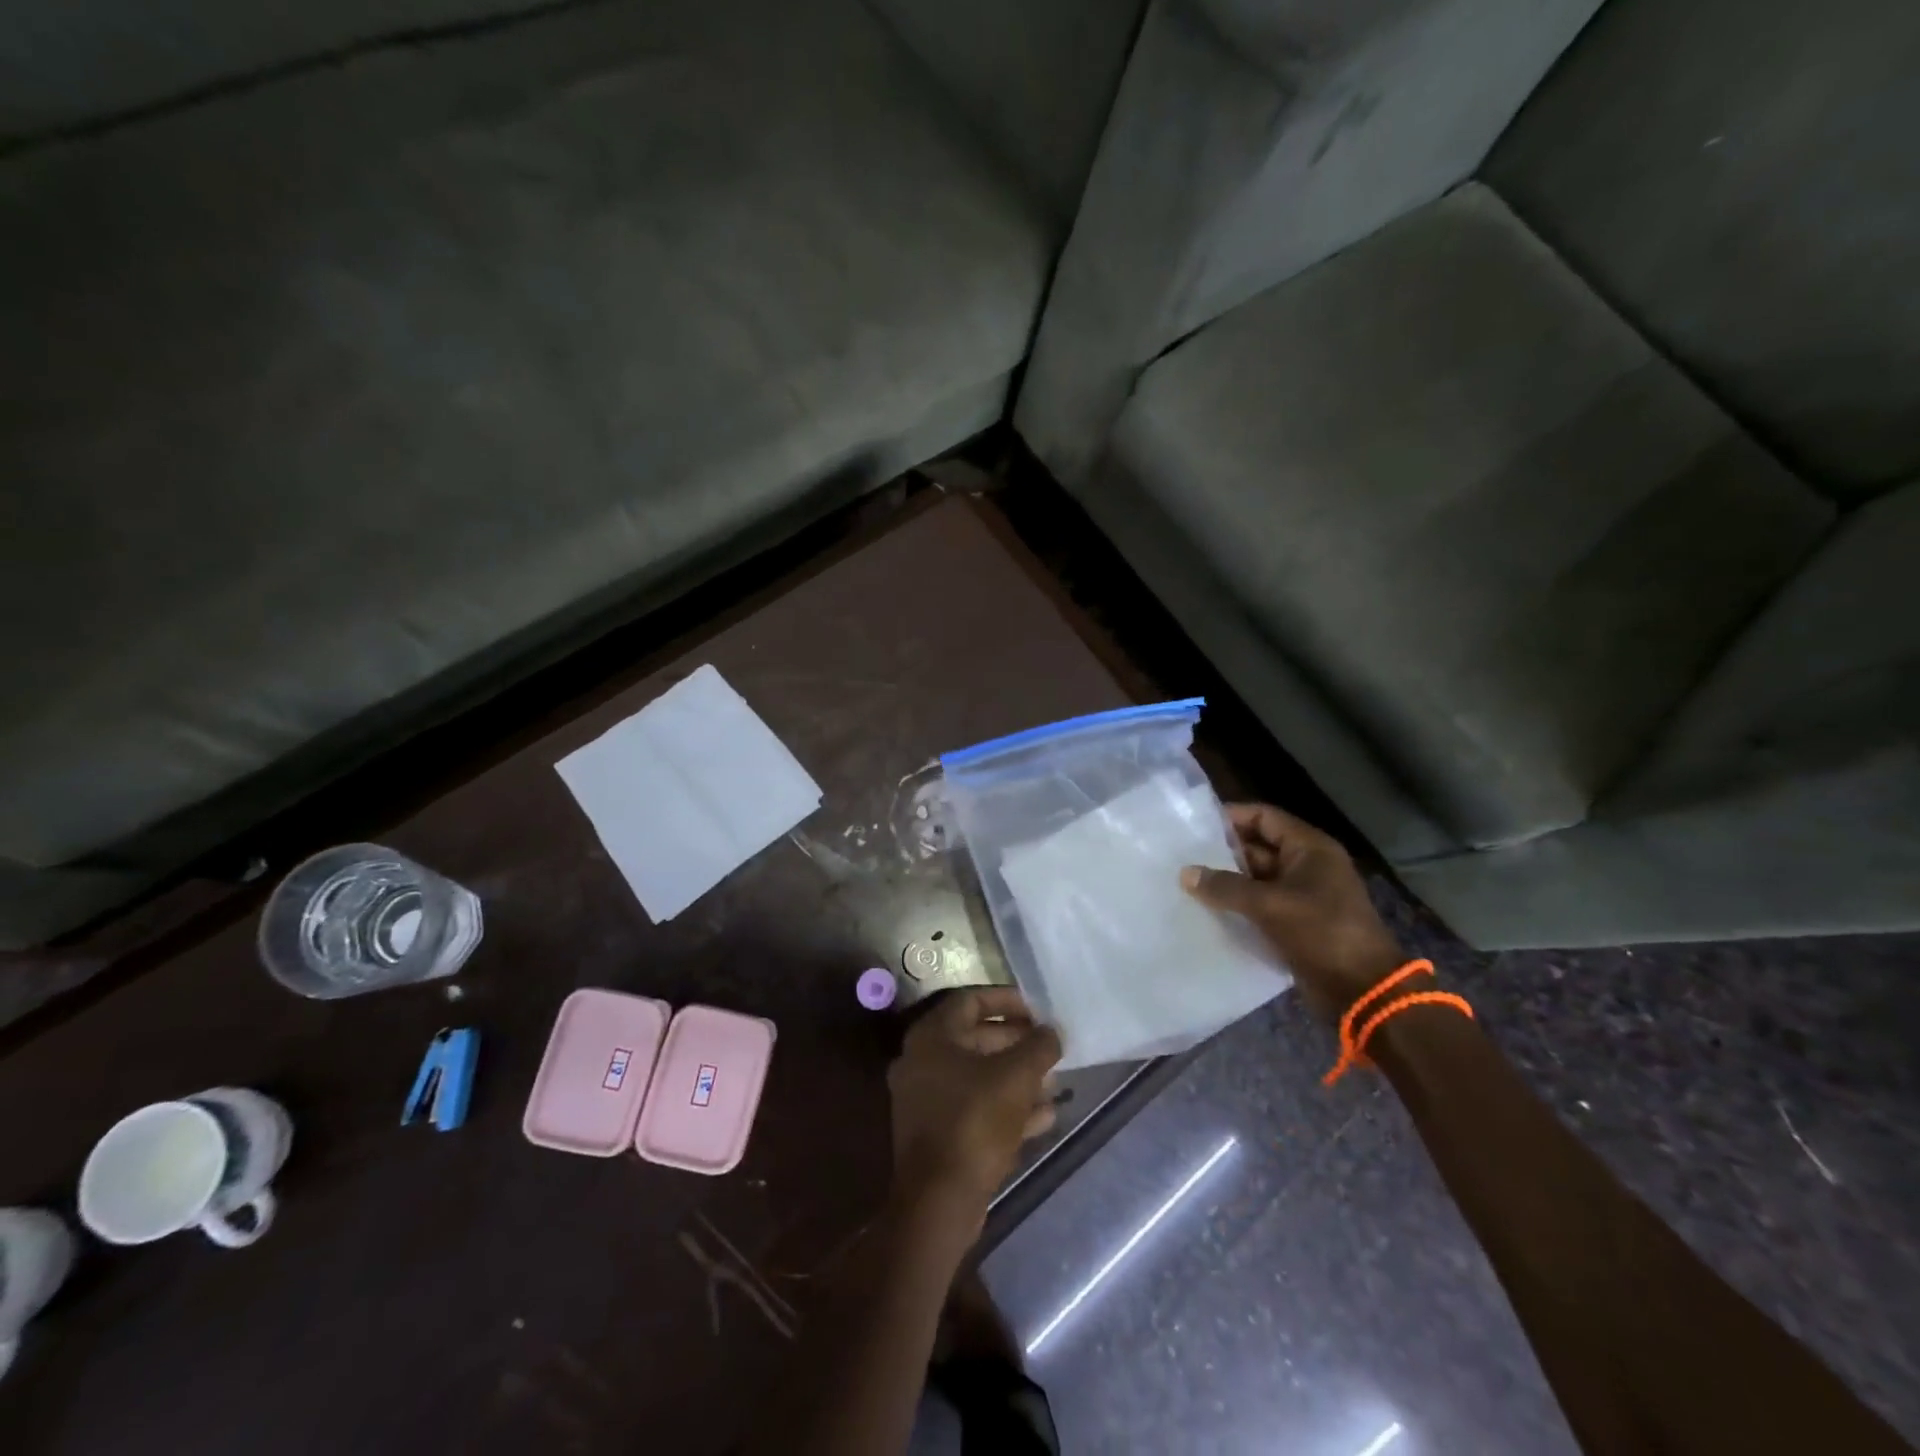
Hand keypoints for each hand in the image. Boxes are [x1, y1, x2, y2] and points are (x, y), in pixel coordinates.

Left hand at [887, 988, 1061, 1222]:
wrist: (940, 1200)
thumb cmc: (975, 1122)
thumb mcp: (1016, 1077)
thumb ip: (1038, 1046)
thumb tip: (1052, 1031)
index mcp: (932, 1036)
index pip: (971, 1000)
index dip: (1007, 1000)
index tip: (1038, 1010)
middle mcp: (922, 1061)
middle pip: (975, 1039)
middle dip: (1017, 1043)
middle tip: (1049, 1048)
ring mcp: (926, 1099)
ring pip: (978, 1077)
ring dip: (1017, 1078)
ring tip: (1054, 1083)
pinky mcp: (938, 1133)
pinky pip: (975, 1108)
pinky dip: (1006, 1107)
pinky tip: (1044, 1117)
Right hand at [1181, 803, 1405, 1022]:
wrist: (1363, 991)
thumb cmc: (1322, 933)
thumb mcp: (1270, 905)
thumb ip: (1226, 887)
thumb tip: (1185, 873)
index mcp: (1309, 848)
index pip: (1264, 817)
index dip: (1231, 817)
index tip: (1194, 826)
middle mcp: (1306, 865)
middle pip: (1257, 847)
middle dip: (1222, 853)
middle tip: (1182, 857)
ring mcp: (1302, 895)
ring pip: (1256, 879)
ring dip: (1226, 882)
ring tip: (1186, 883)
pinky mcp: (1295, 922)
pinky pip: (1260, 905)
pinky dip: (1237, 906)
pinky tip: (1205, 910)